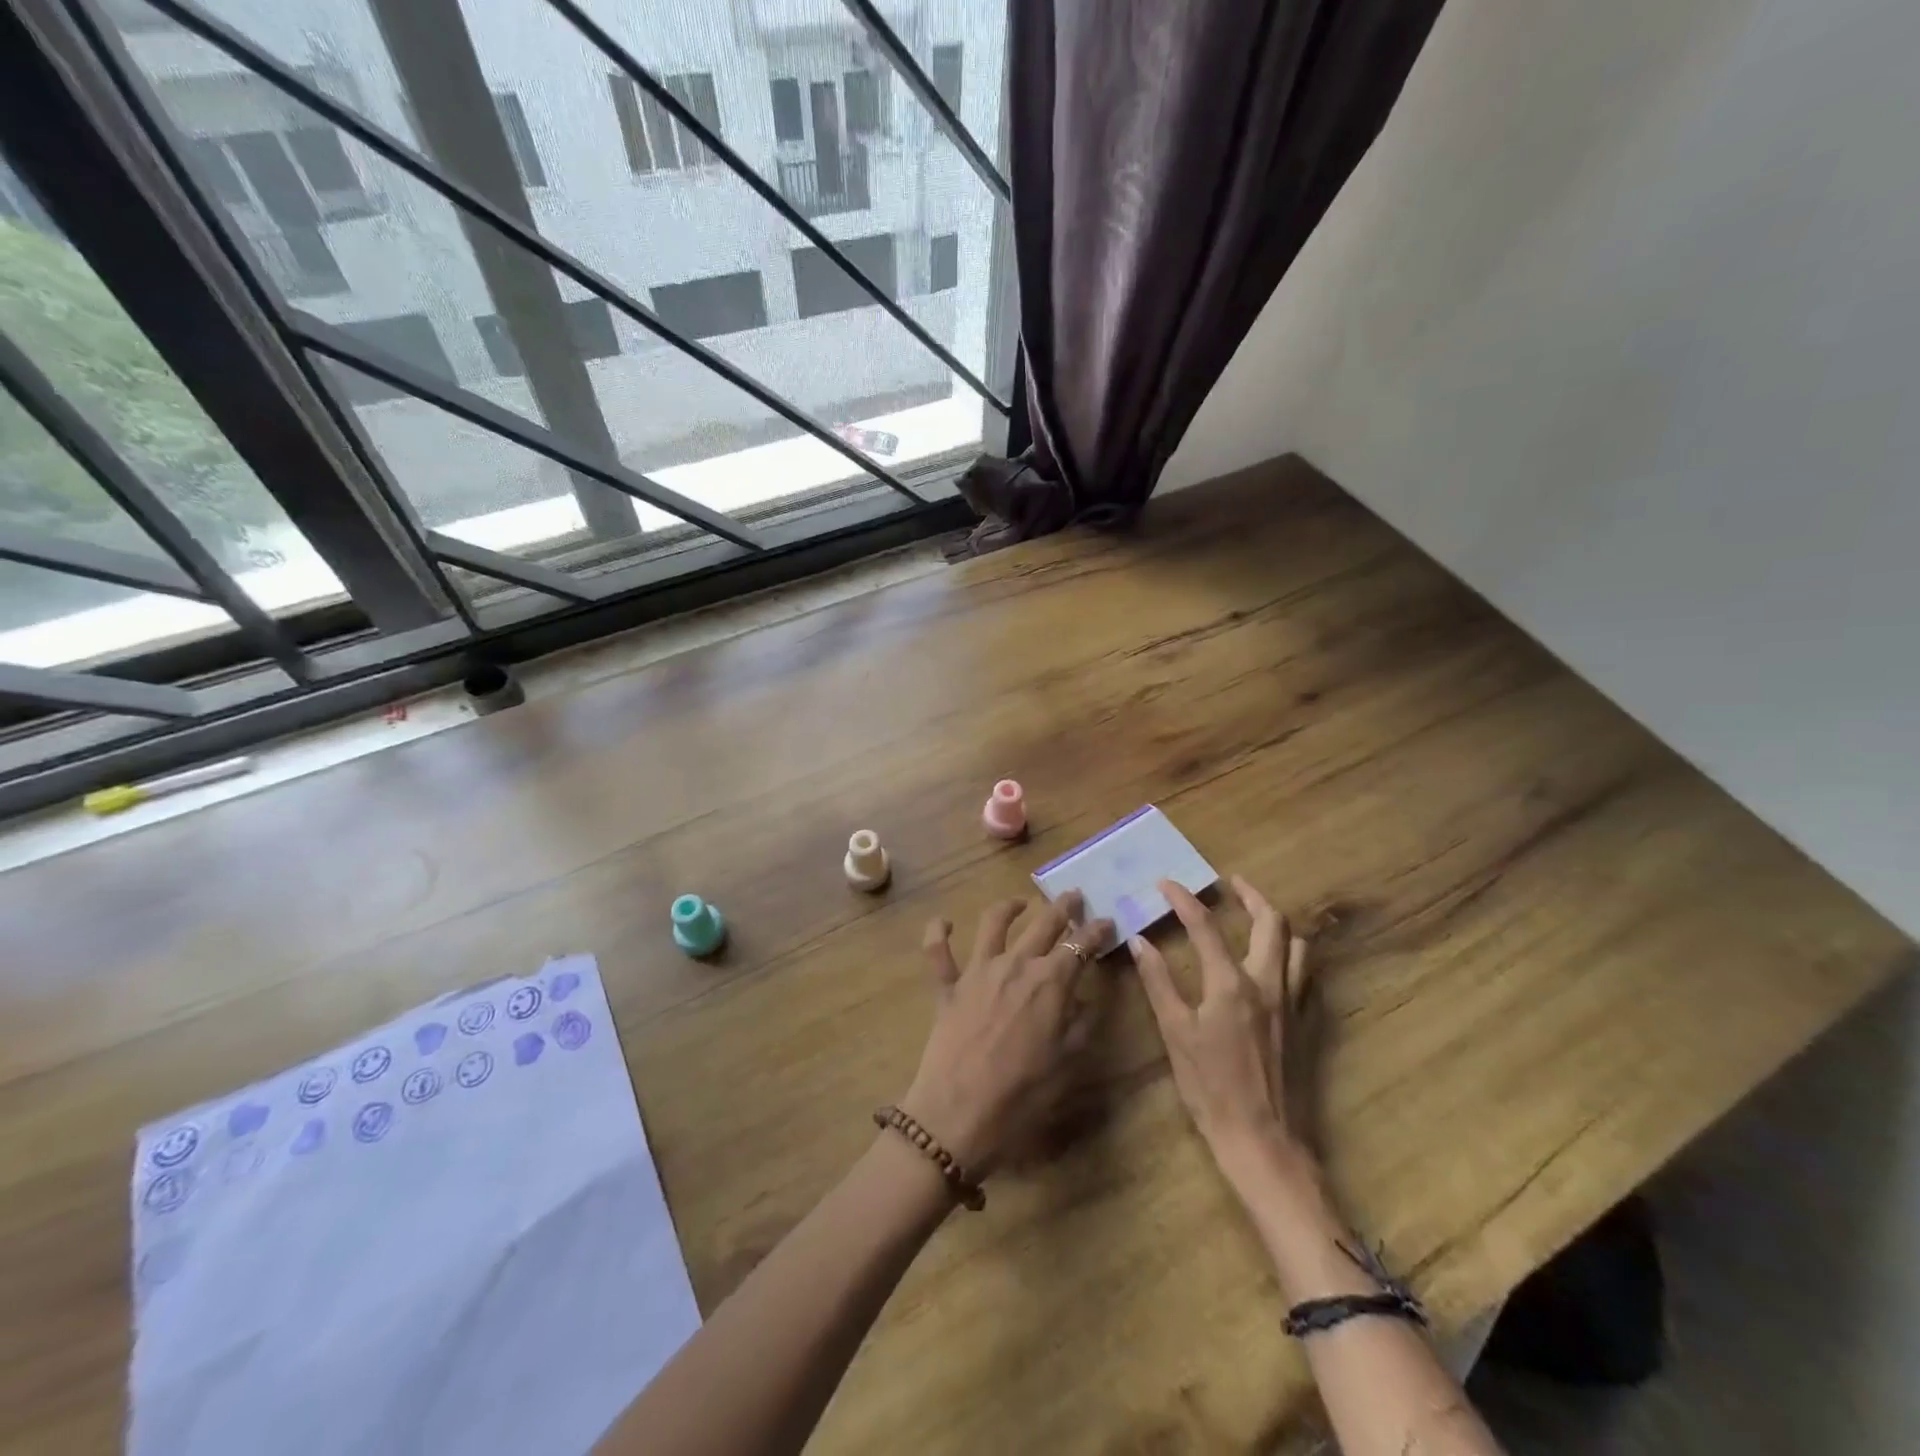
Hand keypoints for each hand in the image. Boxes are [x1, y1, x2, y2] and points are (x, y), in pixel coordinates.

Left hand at [901, 893, 1112, 1176]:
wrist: (959, 1113)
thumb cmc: (1022, 1095)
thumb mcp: (1067, 1063)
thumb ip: (1080, 1024)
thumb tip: (1085, 999)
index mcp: (1050, 982)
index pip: (1080, 945)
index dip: (1096, 931)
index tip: (1107, 922)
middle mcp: (1015, 965)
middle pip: (1043, 925)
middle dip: (1062, 907)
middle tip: (1073, 896)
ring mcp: (978, 971)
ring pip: (994, 923)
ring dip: (1009, 907)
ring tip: (1020, 903)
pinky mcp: (948, 985)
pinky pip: (938, 951)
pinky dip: (938, 932)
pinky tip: (944, 922)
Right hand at [1132, 876, 1313, 1168]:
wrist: (1264, 1140)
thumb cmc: (1211, 1088)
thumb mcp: (1175, 1034)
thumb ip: (1158, 983)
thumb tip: (1139, 942)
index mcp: (1232, 984)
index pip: (1206, 926)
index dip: (1184, 900)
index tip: (1166, 883)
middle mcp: (1268, 984)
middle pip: (1272, 922)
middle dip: (1251, 895)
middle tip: (1231, 884)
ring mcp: (1294, 1003)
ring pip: (1298, 945)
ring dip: (1277, 923)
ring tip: (1256, 917)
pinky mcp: (1306, 1024)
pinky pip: (1306, 974)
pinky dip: (1291, 954)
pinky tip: (1275, 963)